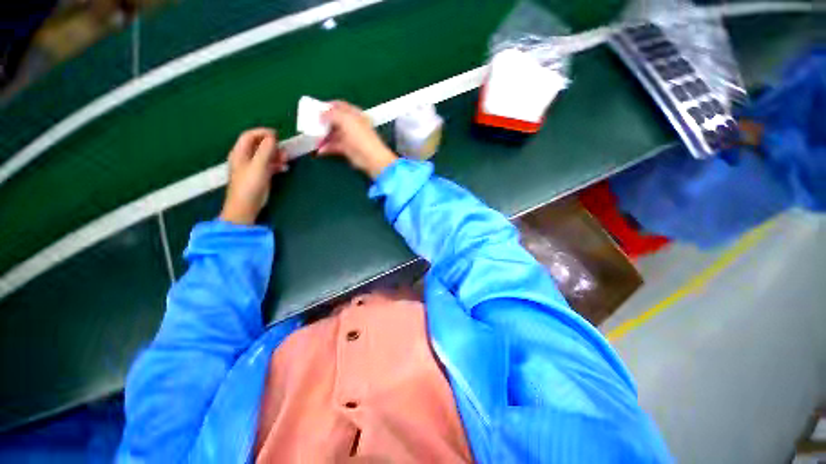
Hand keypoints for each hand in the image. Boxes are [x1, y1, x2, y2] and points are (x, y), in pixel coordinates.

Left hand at [220, 128, 287, 224]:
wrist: (246, 207)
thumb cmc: (250, 185)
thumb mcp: (259, 166)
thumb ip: (265, 150)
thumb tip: (272, 137)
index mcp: (240, 153)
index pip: (249, 136)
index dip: (262, 132)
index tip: (277, 135)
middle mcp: (245, 158)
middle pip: (258, 145)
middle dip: (272, 145)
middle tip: (284, 149)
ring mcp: (252, 167)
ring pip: (265, 155)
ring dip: (276, 155)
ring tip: (286, 159)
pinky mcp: (259, 176)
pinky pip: (269, 165)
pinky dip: (277, 164)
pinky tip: (284, 168)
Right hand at [318, 101, 397, 178]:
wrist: (371, 158)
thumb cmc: (361, 137)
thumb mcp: (346, 120)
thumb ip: (331, 114)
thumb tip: (321, 114)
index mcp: (354, 114)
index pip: (339, 106)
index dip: (327, 106)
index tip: (315, 108)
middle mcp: (352, 125)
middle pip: (334, 121)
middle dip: (322, 123)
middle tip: (310, 124)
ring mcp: (349, 138)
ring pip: (332, 134)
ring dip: (322, 136)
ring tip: (312, 139)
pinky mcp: (347, 150)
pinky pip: (334, 146)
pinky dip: (326, 148)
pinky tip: (319, 150)